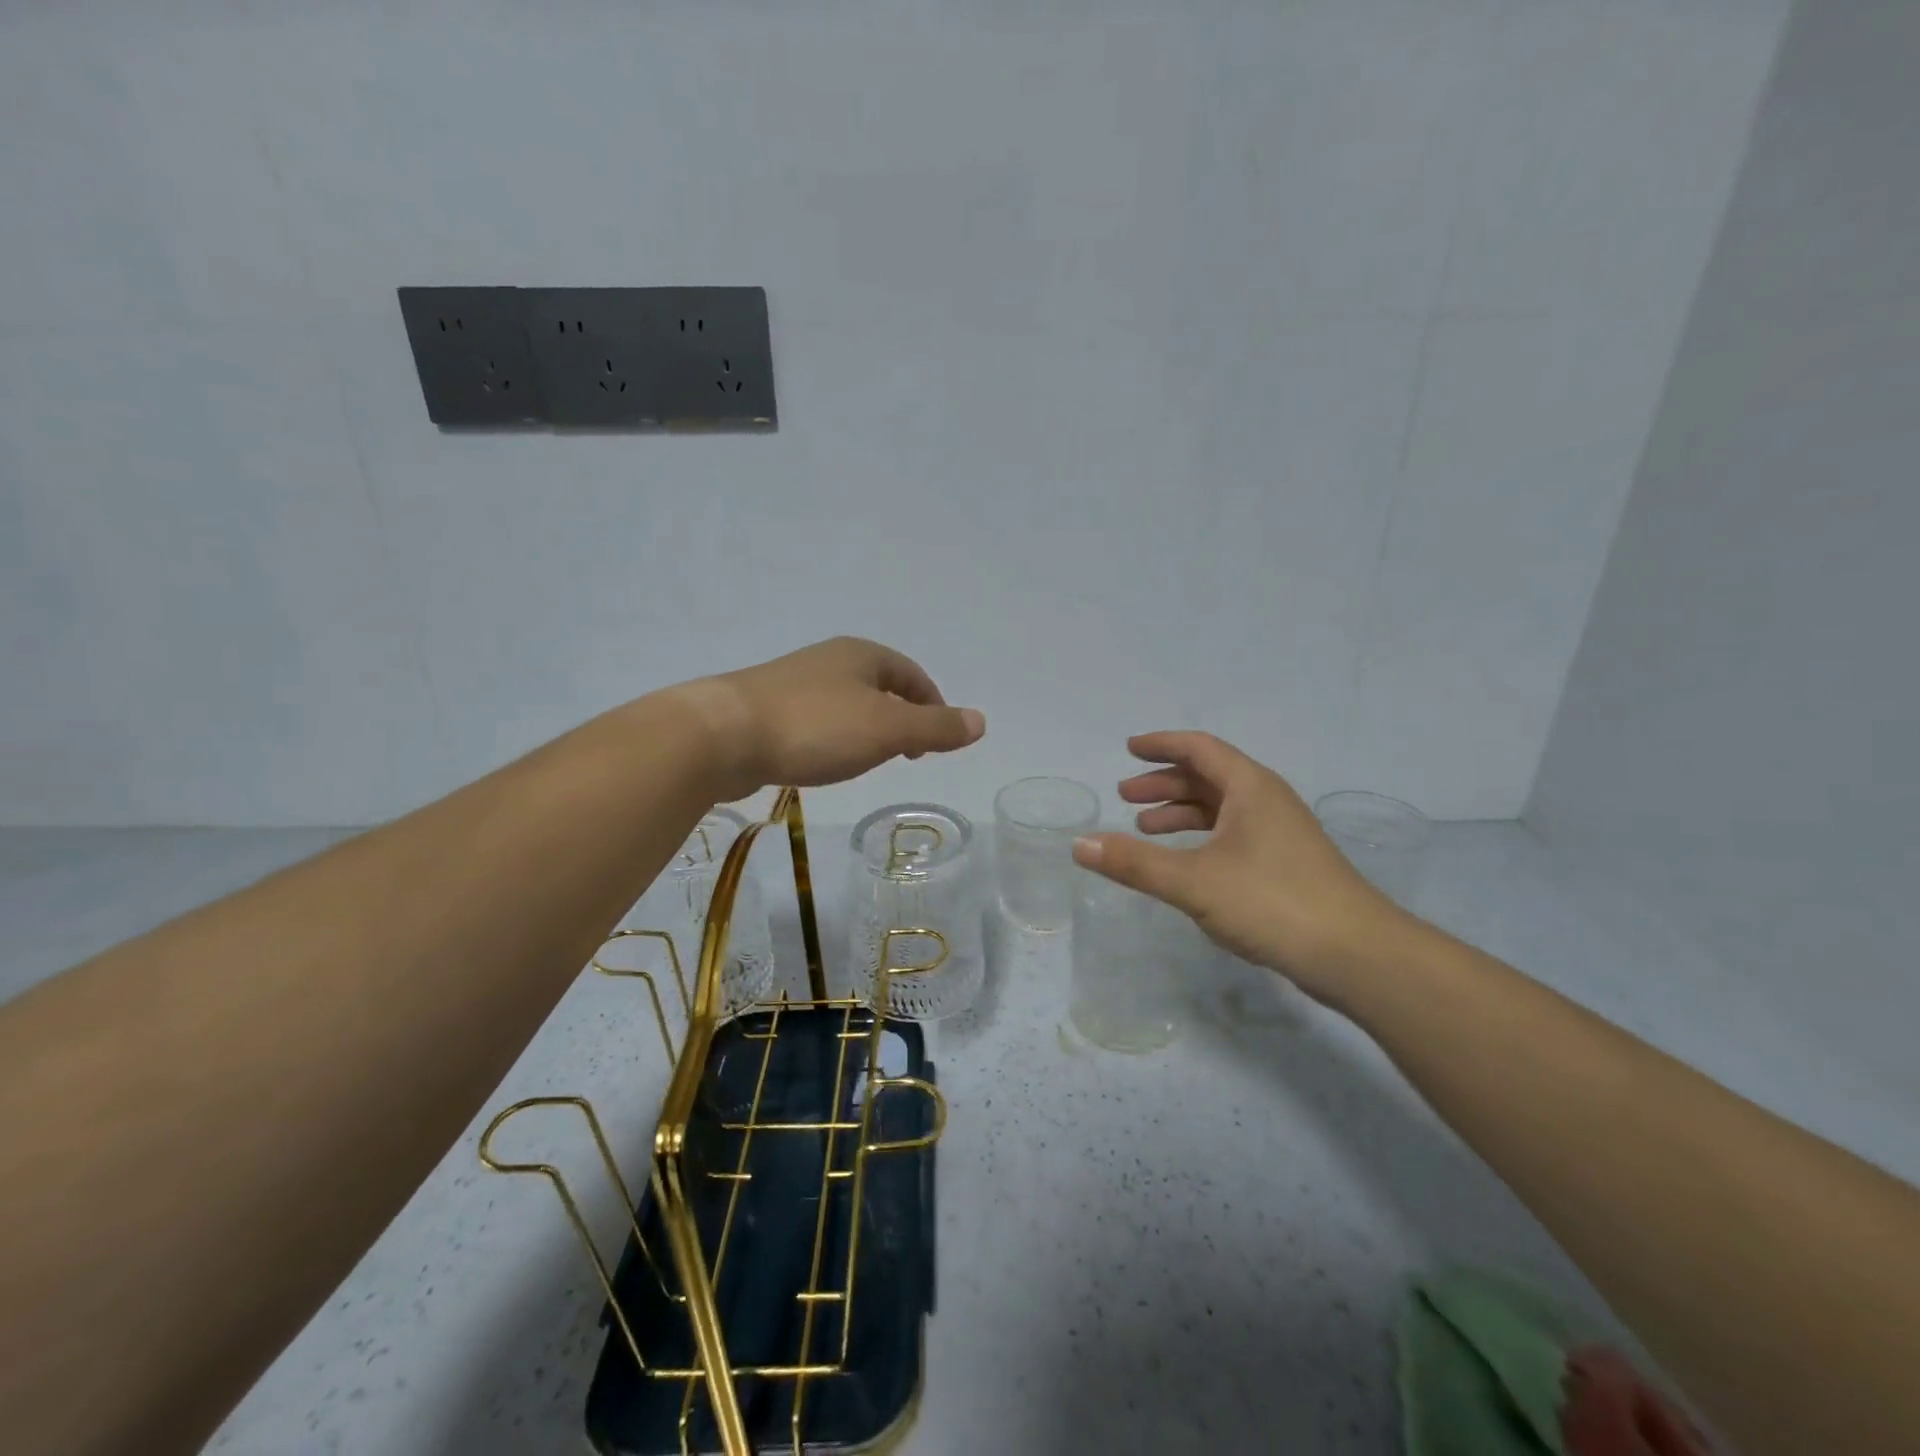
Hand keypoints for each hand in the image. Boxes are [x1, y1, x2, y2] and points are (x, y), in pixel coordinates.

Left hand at [677, 637, 984, 801]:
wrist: (722, 735)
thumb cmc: (815, 727)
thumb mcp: (887, 729)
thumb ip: (935, 727)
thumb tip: (981, 721)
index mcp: (862, 655)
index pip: (911, 675)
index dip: (931, 705)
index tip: (935, 742)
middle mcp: (829, 660)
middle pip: (879, 686)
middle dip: (899, 716)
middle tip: (908, 753)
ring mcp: (793, 682)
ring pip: (846, 703)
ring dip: (866, 728)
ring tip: (869, 759)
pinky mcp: (765, 708)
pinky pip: (815, 719)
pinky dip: (833, 737)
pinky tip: (823, 760)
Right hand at [1072, 732, 1416, 1001]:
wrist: (1357, 954)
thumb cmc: (1272, 903)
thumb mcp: (1193, 881)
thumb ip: (1134, 863)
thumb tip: (1078, 844)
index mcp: (1250, 788)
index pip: (1199, 748)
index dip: (1161, 745)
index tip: (1129, 748)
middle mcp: (1266, 801)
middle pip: (1208, 777)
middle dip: (1164, 784)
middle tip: (1125, 796)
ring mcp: (1280, 834)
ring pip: (1221, 809)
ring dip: (1181, 813)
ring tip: (1144, 830)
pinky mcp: (1286, 865)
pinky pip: (1232, 835)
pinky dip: (1201, 839)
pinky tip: (1185, 863)